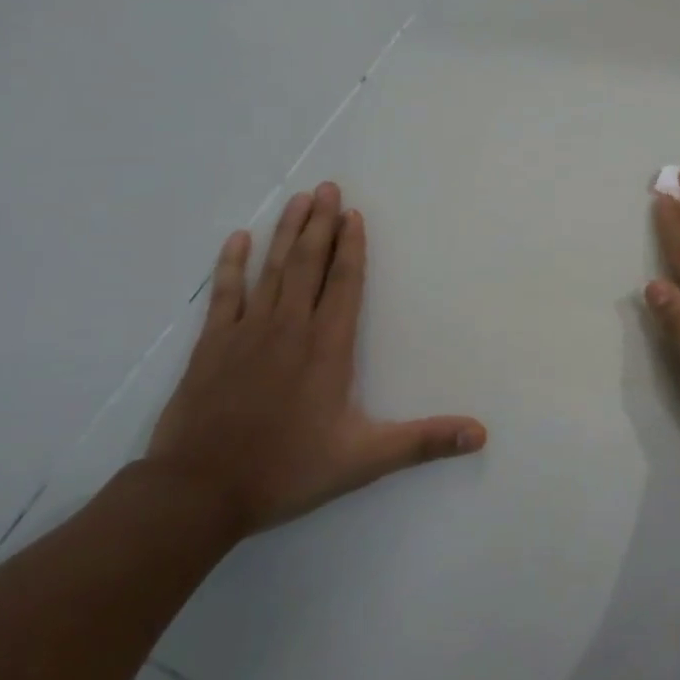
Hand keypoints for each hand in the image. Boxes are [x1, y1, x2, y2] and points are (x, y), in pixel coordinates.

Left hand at [145, 183, 486, 537]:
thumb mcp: (364, 460)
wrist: (198, 492)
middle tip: (328, 187)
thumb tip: (481, 433)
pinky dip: (231, 264)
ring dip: (286, 232)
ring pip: (271, 269)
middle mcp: (290, 327)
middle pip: (308, 263)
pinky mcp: (212, 344)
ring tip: (299, 199)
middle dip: (321, 224)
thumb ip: (423, 442)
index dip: (351, 246)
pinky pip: (224, 293)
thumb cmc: (287, 470)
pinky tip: (238, 238)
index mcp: (328, 347)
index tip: (354, 214)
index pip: (344, 283)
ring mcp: (247, 332)